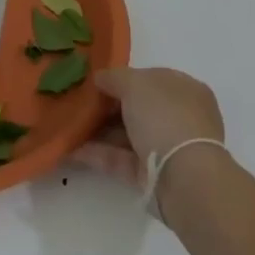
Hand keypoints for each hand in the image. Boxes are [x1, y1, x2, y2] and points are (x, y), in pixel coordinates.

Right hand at [72, 67, 224, 195]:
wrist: (183, 177)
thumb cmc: (164, 116)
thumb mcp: (135, 83)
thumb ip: (113, 77)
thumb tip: (99, 78)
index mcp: (185, 89)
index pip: (151, 79)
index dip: (123, 78)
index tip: (95, 81)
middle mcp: (180, 117)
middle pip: (138, 108)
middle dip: (108, 106)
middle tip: (78, 104)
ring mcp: (168, 147)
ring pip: (128, 134)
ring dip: (99, 131)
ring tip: (68, 126)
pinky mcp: (153, 174)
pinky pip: (122, 158)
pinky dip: (99, 153)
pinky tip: (72, 148)